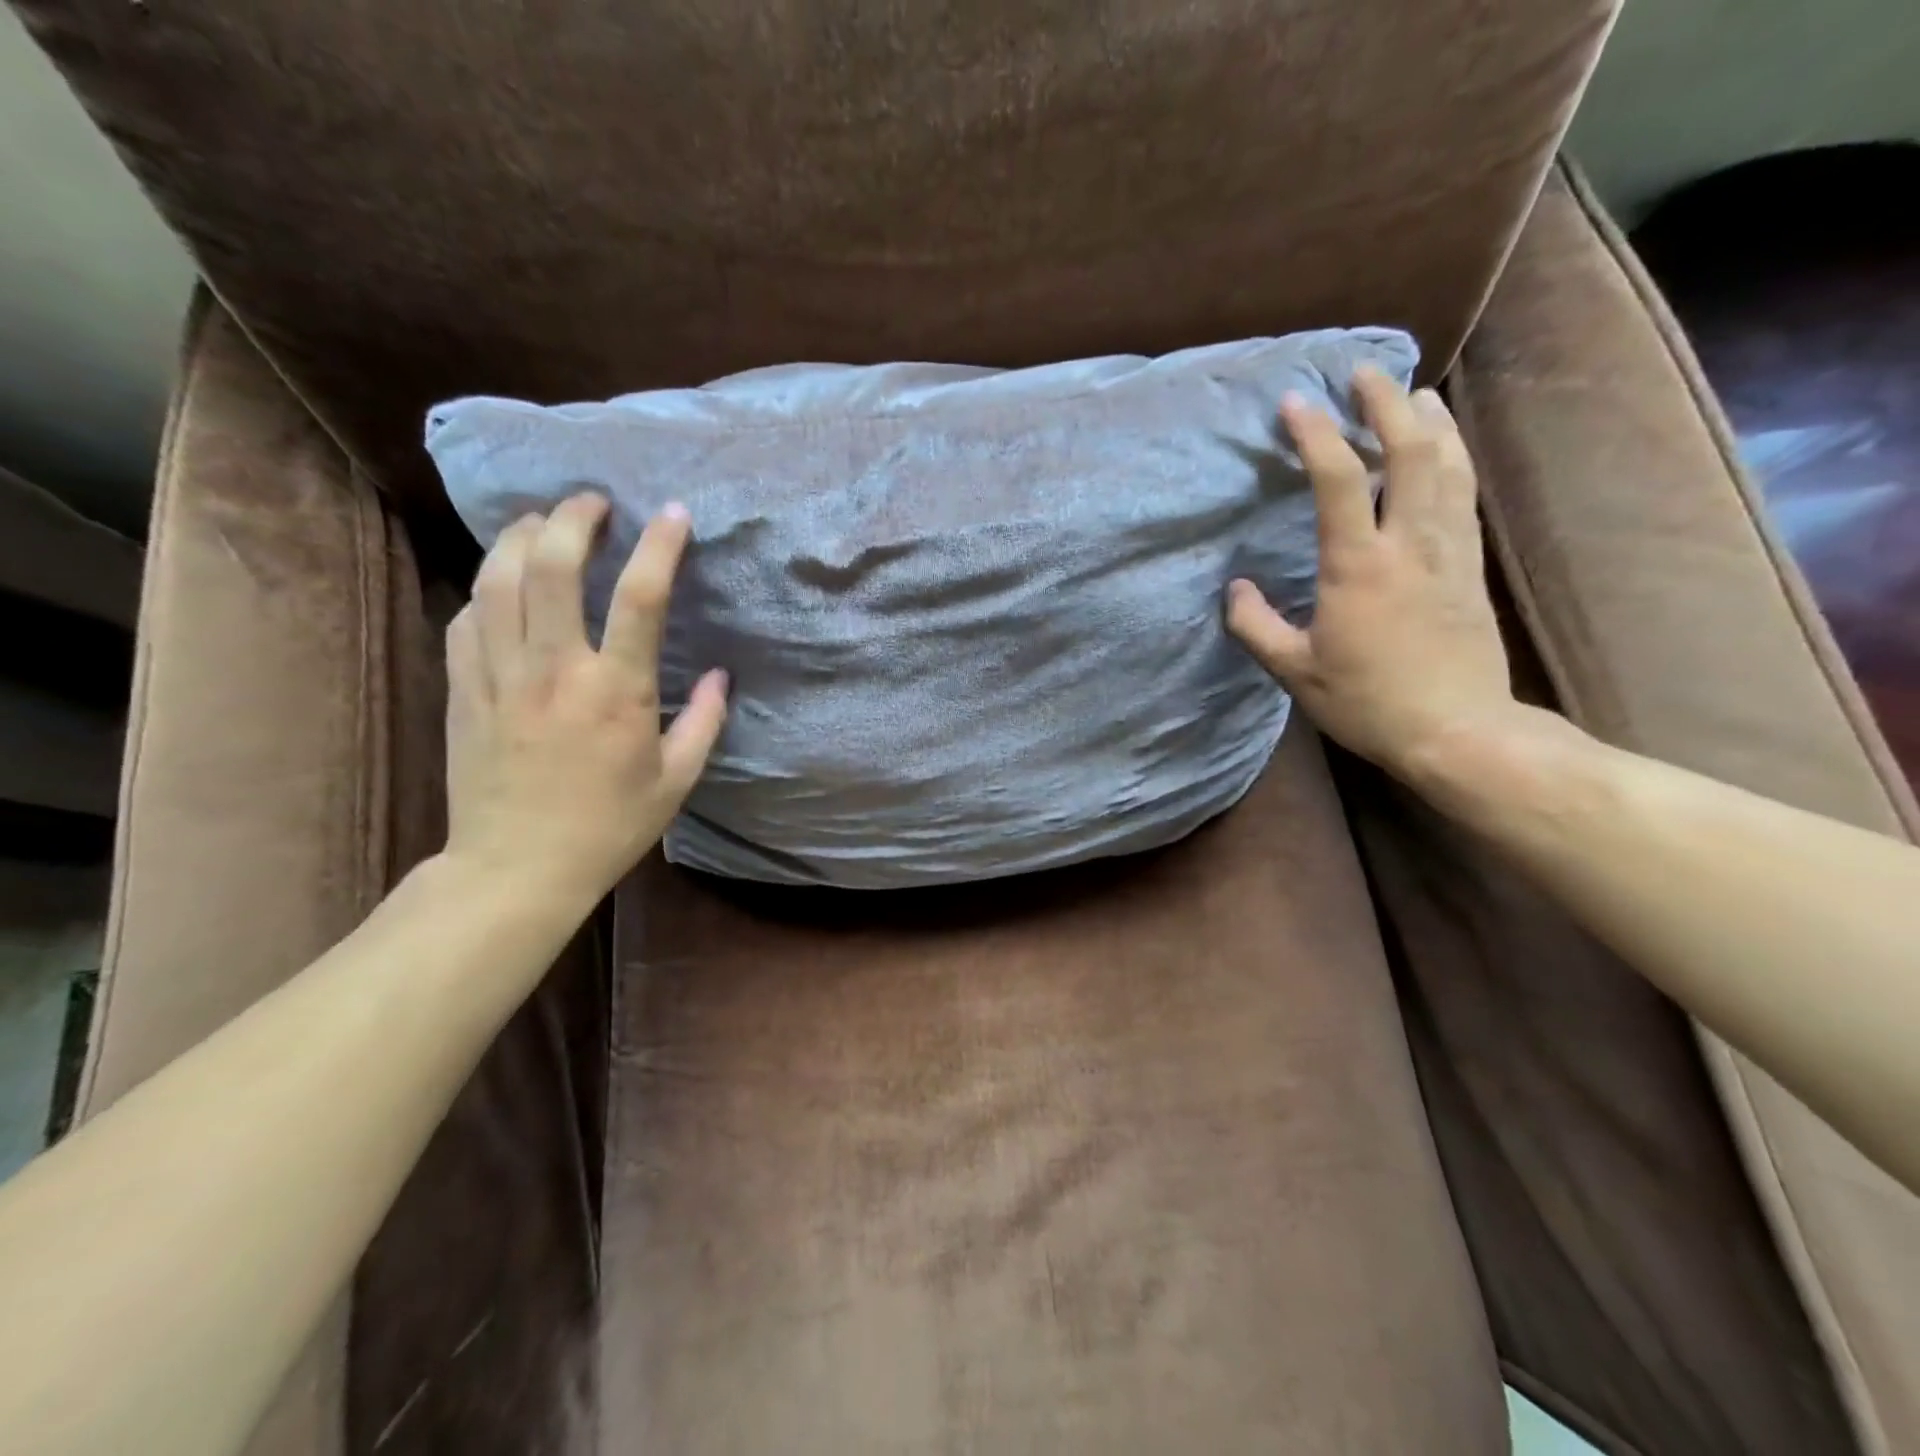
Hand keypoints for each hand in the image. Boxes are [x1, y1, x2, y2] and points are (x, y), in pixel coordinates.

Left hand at [442, 492, 727, 905]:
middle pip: (551, 565)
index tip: (674, 514)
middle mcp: (555, 670)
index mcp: (617, 692)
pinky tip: (503, 584)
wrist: (516, 869)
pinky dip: (487, 587)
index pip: (641, 598)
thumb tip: (723, 676)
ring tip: (542, 523)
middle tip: (593, 502)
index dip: (661, 546)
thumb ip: (705, 722)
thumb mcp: (676, 781)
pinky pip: (467, 617)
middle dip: (573, 518)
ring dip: (520, 536)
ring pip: (497, 578)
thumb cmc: (608, 827)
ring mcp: (500, 676)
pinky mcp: (464, 689)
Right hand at [1225, 367, 1522, 780]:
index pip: (1336, 480)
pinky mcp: (1471, 566)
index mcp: (1358, 567)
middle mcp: (1409, 544)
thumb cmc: (1367, 702)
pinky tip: (1446, 447)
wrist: (1457, 730)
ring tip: (1410, 394)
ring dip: (1429, 421)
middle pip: (1408, 451)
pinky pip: (1465, 494)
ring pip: (1448, 464)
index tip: (1293, 402)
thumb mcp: (1294, 672)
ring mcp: (1449, 551)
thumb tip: (1234, 590)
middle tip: (1363, 372)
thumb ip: (1255, 626)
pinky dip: (1454, 457)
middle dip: (1385, 403)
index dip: (1314, 434)